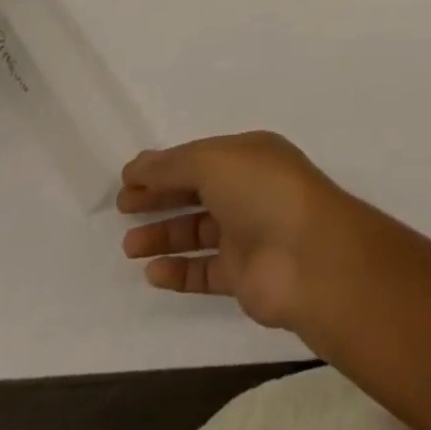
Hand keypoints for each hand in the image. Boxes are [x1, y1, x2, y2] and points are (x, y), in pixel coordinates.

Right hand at [118, 132, 359, 331]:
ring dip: (164, 235)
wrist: (307, 255)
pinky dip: (178, 271)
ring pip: (198, 231)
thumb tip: (135, 166)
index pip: (200, 156)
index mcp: (249, 154)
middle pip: (197, 190)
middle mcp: (249, 189)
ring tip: (129, 244)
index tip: (128, 178)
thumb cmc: (262, 191)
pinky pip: (204, 272)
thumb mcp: (214, 162)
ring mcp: (247, 233)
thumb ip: (172, 165)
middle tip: (123, 207)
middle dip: (161, 196)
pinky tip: (152, 272)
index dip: (165, 165)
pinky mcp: (243, 275)